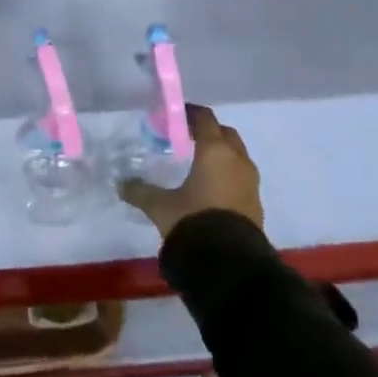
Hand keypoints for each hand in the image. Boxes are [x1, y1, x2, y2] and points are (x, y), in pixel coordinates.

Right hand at [118, 105, 263, 238]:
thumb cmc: (193, 221)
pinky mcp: (256, 203)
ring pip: (237, 155)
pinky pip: (241, 177)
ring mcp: (251, 182)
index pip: (205, 118)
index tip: (175, 115)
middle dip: (209, 131)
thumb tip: (121, 184)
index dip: (190, 113)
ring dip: (222, 154)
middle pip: (225, 133)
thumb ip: (141, 191)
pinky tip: (212, 188)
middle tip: (188, 137)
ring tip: (200, 163)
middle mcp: (237, 160)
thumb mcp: (161, 206)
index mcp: (215, 151)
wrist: (230, 263)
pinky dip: (228, 174)